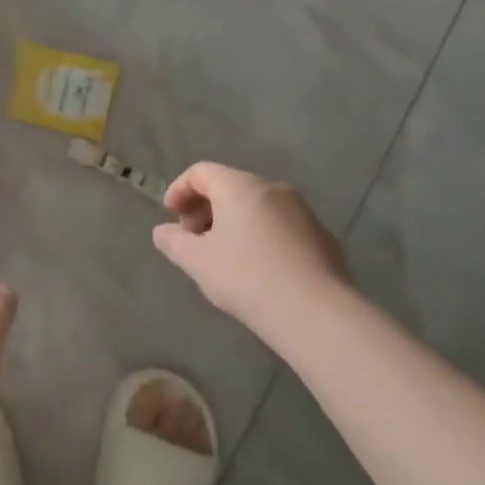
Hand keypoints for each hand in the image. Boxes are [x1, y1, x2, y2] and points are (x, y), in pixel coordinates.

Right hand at [152, 162, 350, 329]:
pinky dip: (260, 235)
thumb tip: (163, 232)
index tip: (170, 215)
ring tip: (223, 255)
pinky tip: (257, 269)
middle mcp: (272, 188)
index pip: (201, 172)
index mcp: (239, 186)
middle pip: (230, 186)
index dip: (179, 189)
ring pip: (257, 206)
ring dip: (233, 222)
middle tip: (193, 238)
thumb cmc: (246, 277)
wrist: (315, 312)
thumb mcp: (197, 262)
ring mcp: (302, 210)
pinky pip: (279, 225)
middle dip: (205, 208)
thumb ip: (173, 241)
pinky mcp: (321, 235)